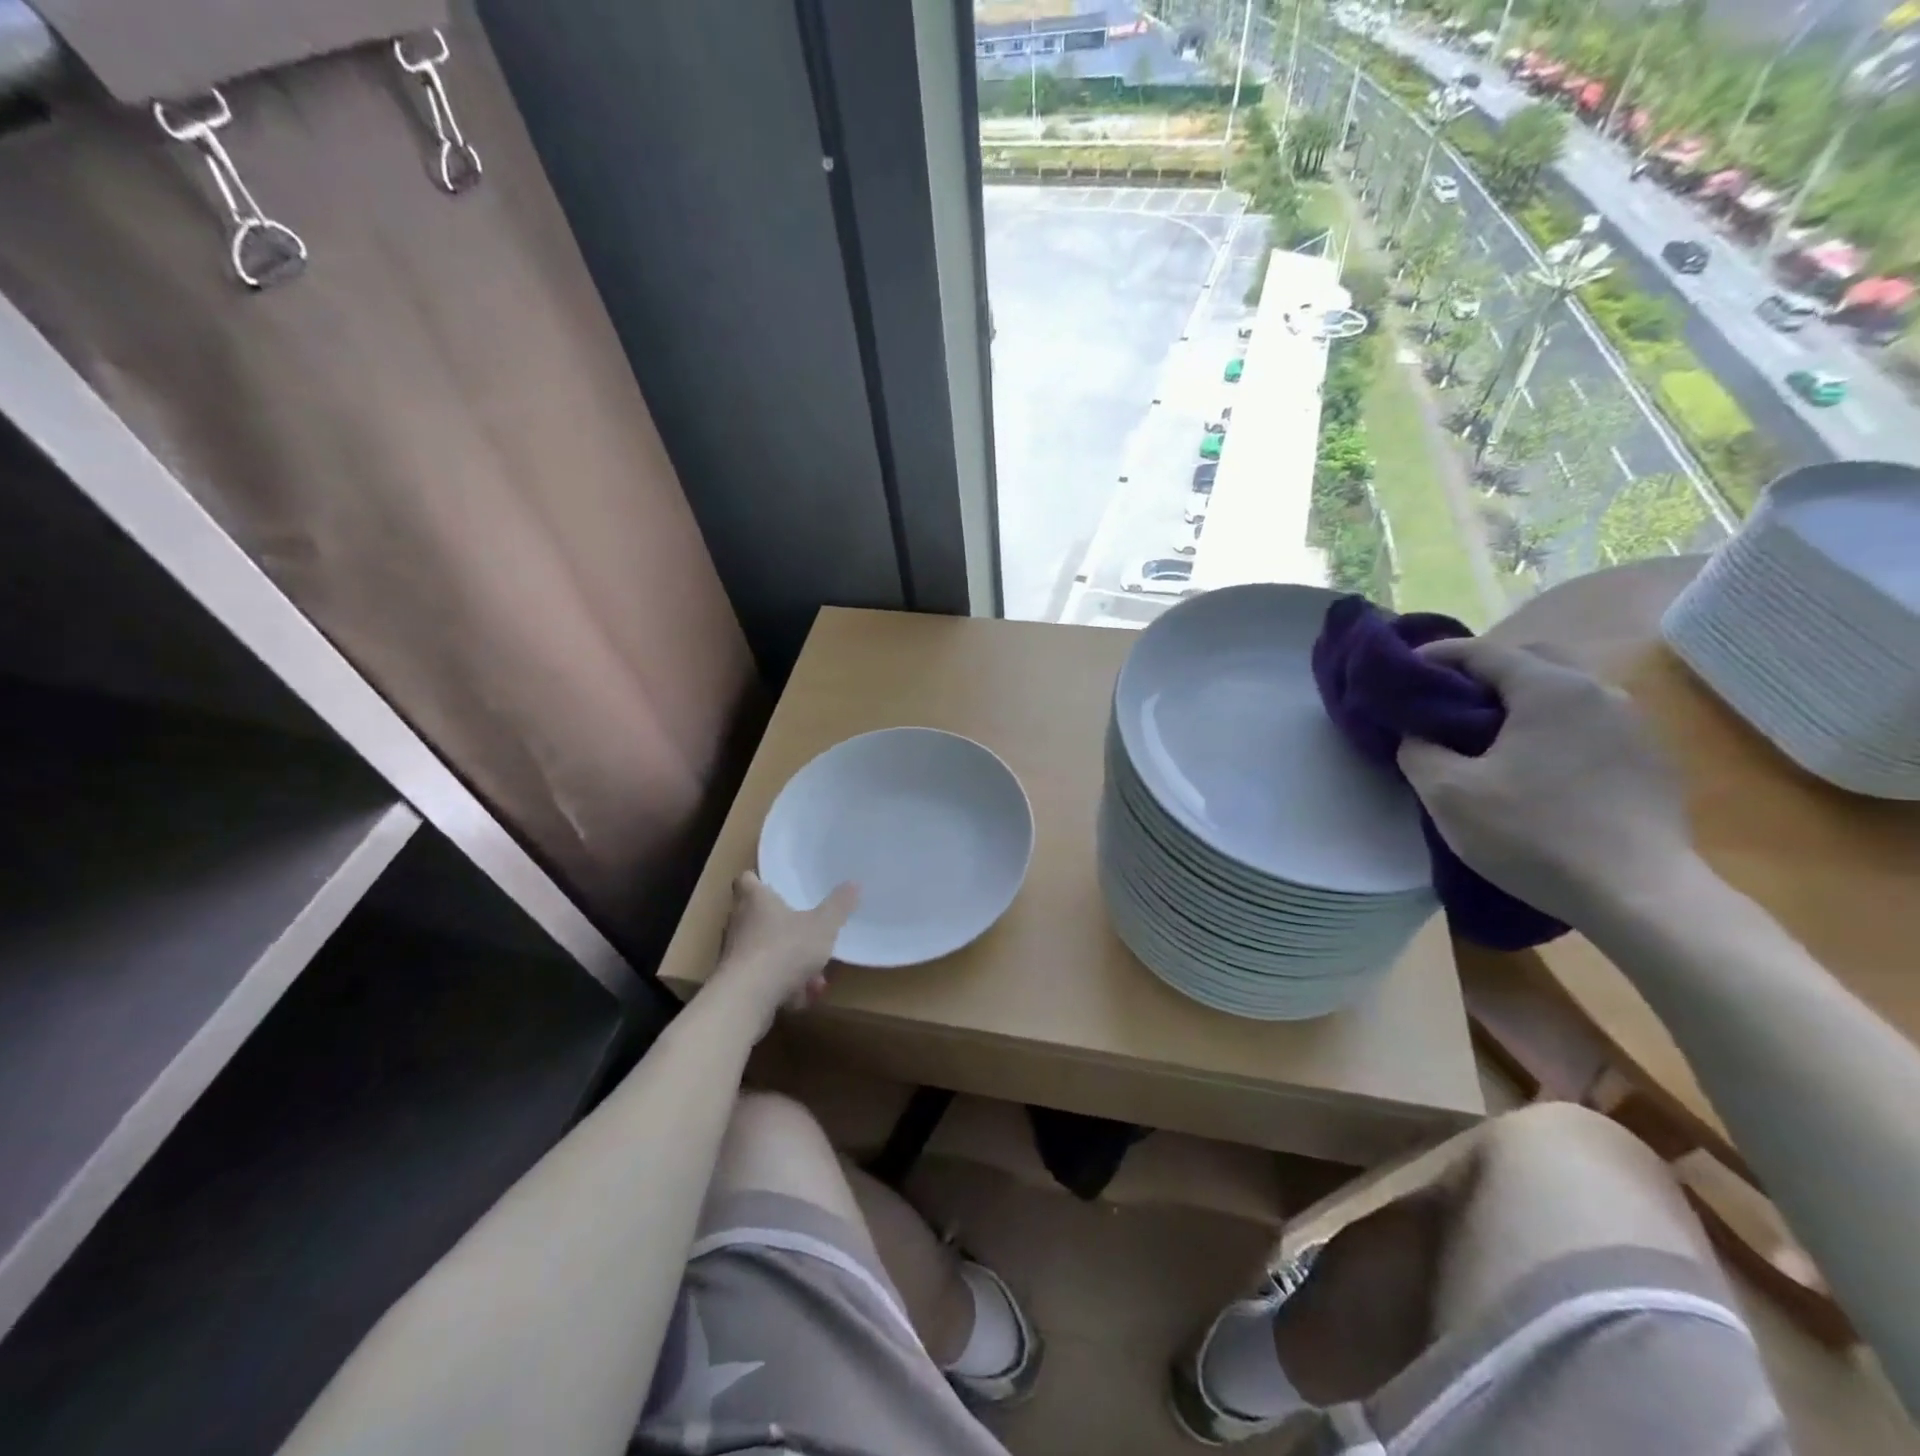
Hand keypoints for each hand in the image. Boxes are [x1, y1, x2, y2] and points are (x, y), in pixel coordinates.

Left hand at [712, 872, 857, 1019]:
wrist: (746, 999)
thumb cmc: (784, 949)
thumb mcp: (822, 926)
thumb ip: (838, 906)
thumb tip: (854, 883)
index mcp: (755, 900)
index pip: (746, 880)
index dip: (757, 880)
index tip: (772, 884)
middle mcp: (738, 923)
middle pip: (756, 917)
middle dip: (783, 926)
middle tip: (806, 932)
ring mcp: (734, 954)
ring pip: (763, 951)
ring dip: (787, 961)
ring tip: (814, 977)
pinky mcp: (735, 982)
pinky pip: (761, 978)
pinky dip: (780, 986)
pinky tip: (801, 998)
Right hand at [1396, 638, 1695, 926]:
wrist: (1639, 897)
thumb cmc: (1534, 834)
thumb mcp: (1448, 794)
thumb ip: (1418, 751)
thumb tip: (1417, 735)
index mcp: (1550, 688)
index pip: (1482, 651)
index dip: (1436, 656)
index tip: (1404, 671)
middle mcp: (1598, 691)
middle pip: (1532, 659)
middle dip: (1485, 671)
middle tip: (1447, 700)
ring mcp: (1633, 725)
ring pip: (1564, 691)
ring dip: (1522, 700)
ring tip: (1487, 733)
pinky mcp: (1650, 759)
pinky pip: (1588, 722)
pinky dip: (1552, 726)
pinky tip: (1534, 763)